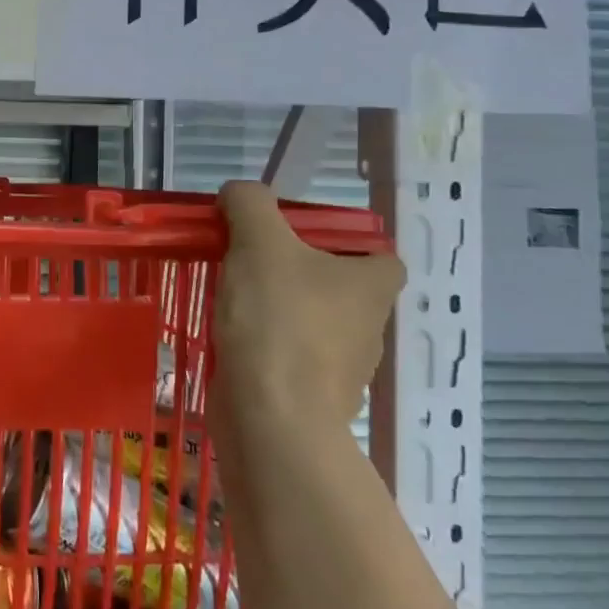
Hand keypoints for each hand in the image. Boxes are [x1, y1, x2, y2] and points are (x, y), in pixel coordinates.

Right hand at [211, 181, 404, 436]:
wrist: (270, 415)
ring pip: (311, 322)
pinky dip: (265, 346)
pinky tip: (231, 338)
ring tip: (231, 300)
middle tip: (248, 262)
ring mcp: (345, 367)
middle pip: (336, 285)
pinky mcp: (313, 396)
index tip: (294, 239)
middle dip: (295, 273)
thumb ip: (250, 204)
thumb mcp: (259, 241)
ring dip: (276, 311)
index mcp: (374, 284)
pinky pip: (290, 356)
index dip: (341, 241)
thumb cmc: (277, 319)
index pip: (377, 252)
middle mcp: (370, 326)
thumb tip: (239, 193)